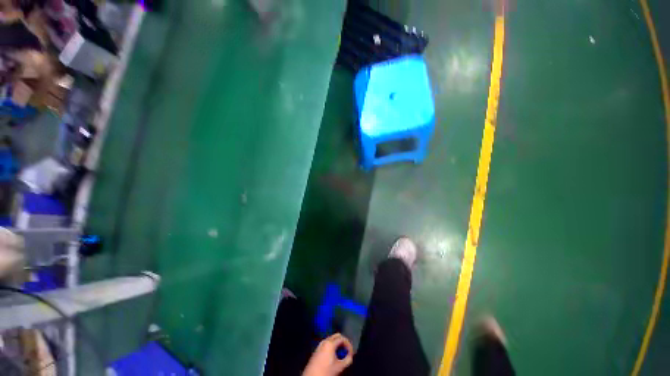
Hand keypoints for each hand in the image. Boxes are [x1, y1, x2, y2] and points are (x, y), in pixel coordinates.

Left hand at [303, 333, 353, 375]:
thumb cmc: (326, 372)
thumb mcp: (339, 367)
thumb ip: (347, 360)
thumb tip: (350, 356)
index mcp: (330, 343)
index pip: (342, 338)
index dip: (349, 345)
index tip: (351, 353)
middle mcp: (325, 341)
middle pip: (337, 336)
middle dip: (343, 343)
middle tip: (347, 352)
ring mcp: (320, 345)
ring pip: (331, 340)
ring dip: (338, 345)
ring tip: (341, 355)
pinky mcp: (317, 350)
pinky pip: (327, 344)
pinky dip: (332, 347)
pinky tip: (334, 357)